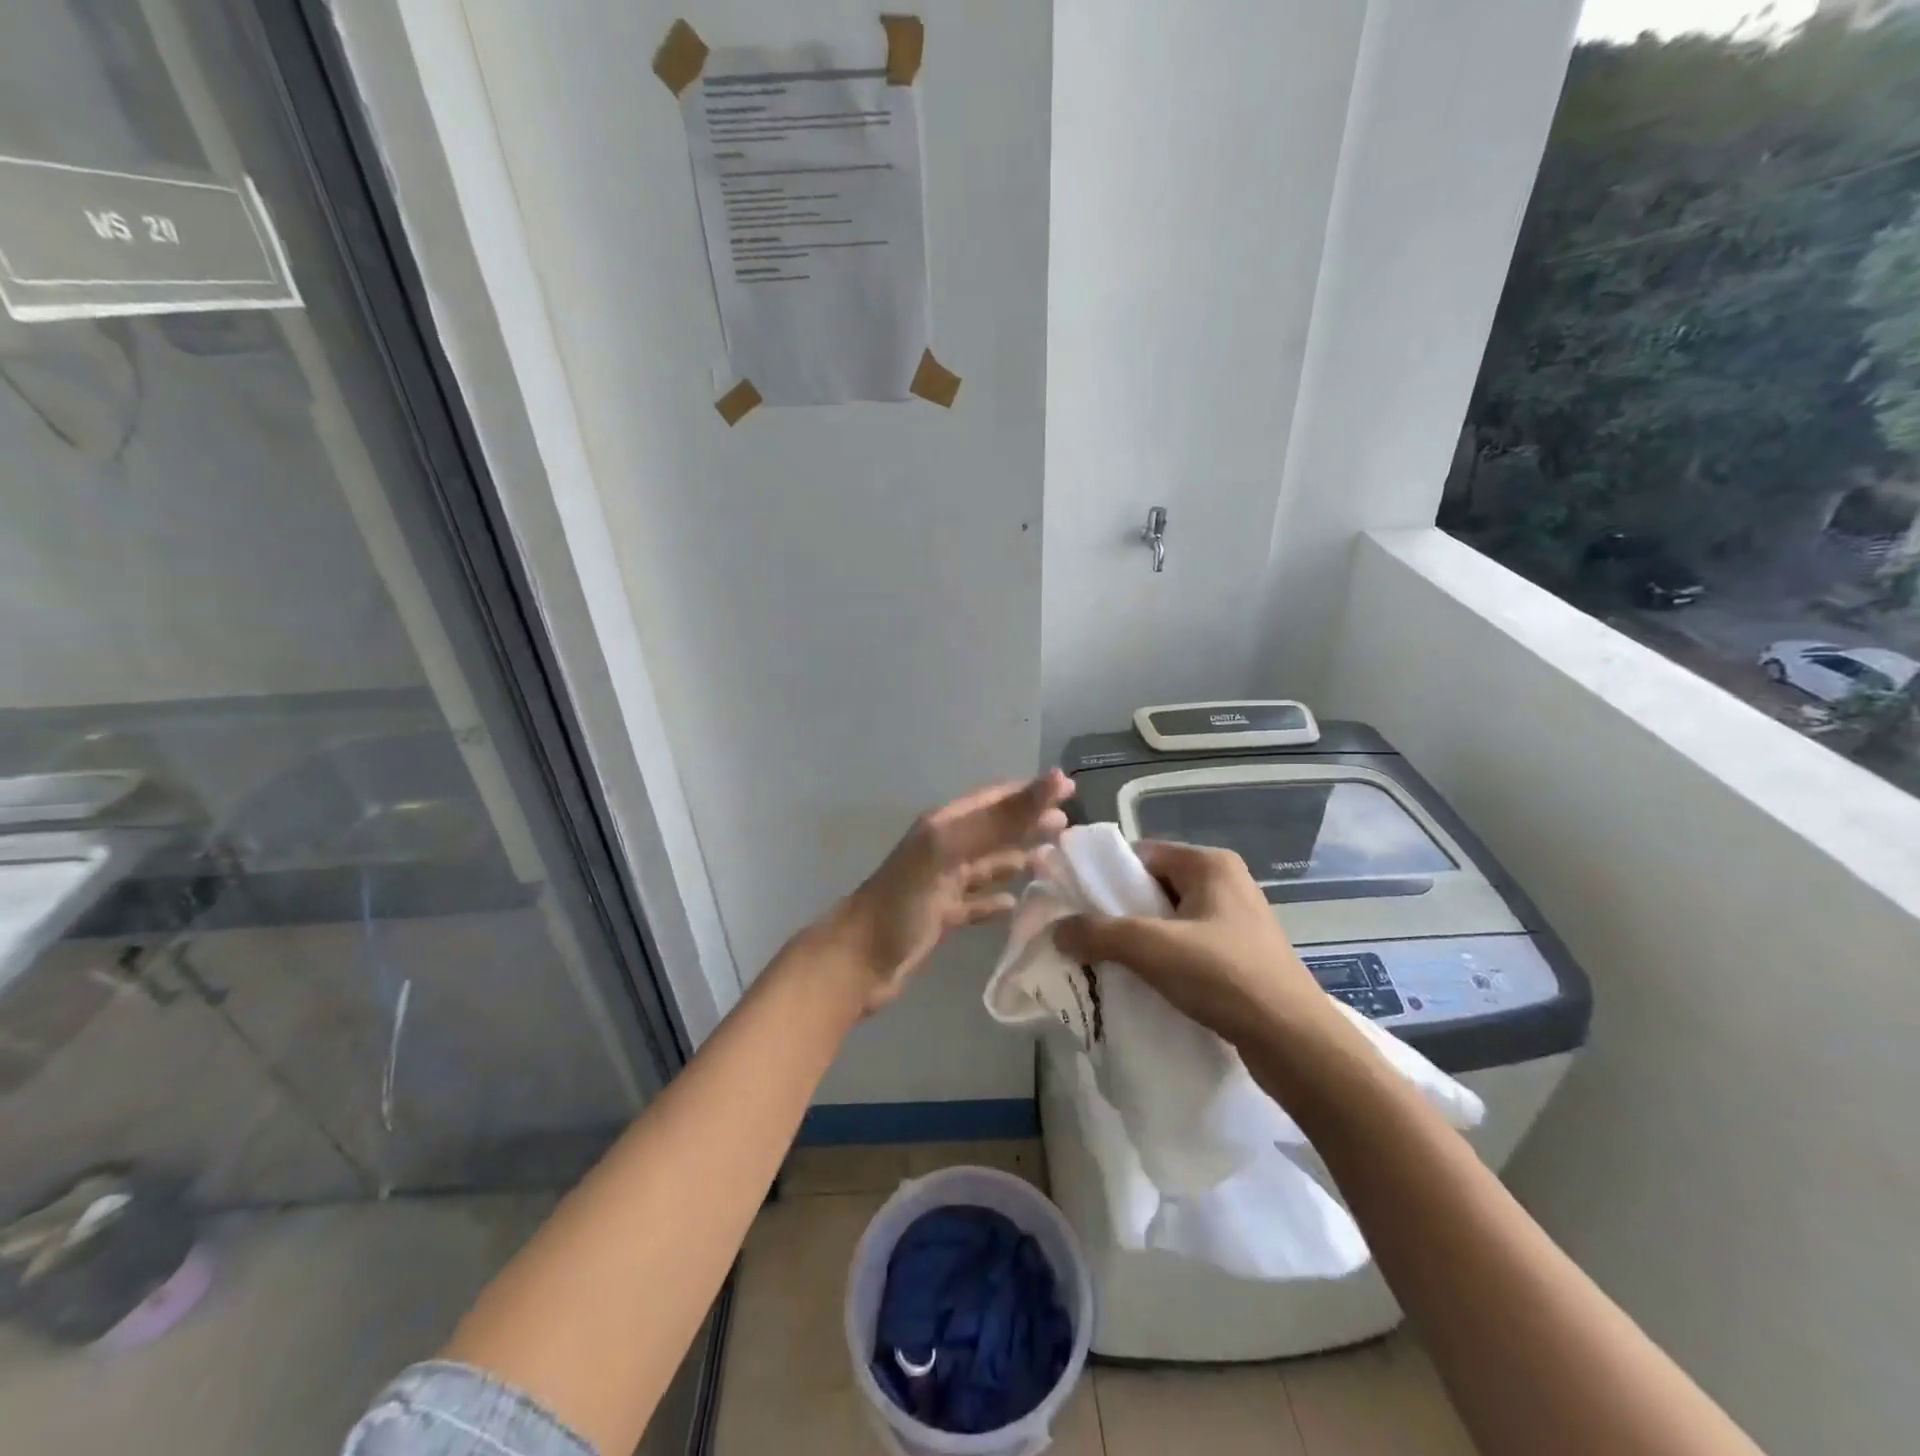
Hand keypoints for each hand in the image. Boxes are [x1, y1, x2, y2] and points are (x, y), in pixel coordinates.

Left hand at [827, 770, 1074, 1012]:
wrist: (859, 959)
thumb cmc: (904, 899)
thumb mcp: (949, 849)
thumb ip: (1000, 817)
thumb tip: (1054, 779)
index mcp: (944, 825)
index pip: (993, 799)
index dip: (1029, 792)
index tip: (1068, 789)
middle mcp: (944, 849)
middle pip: (993, 830)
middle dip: (1028, 824)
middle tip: (1068, 826)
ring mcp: (941, 884)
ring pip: (987, 865)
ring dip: (1017, 859)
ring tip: (1052, 859)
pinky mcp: (940, 917)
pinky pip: (975, 903)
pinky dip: (995, 900)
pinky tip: (1014, 904)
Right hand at [1053, 840, 1334, 1047]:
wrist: (1295, 1044)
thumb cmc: (1224, 977)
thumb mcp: (1152, 948)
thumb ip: (1098, 932)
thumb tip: (1056, 929)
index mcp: (1210, 863)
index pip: (1142, 853)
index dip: (1105, 875)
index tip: (1075, 903)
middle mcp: (1226, 882)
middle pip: (1153, 886)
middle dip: (1119, 911)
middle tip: (1086, 937)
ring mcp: (1237, 920)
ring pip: (1170, 919)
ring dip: (1139, 939)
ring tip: (1108, 962)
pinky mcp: (1241, 954)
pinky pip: (1188, 944)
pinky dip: (1163, 958)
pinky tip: (1143, 982)